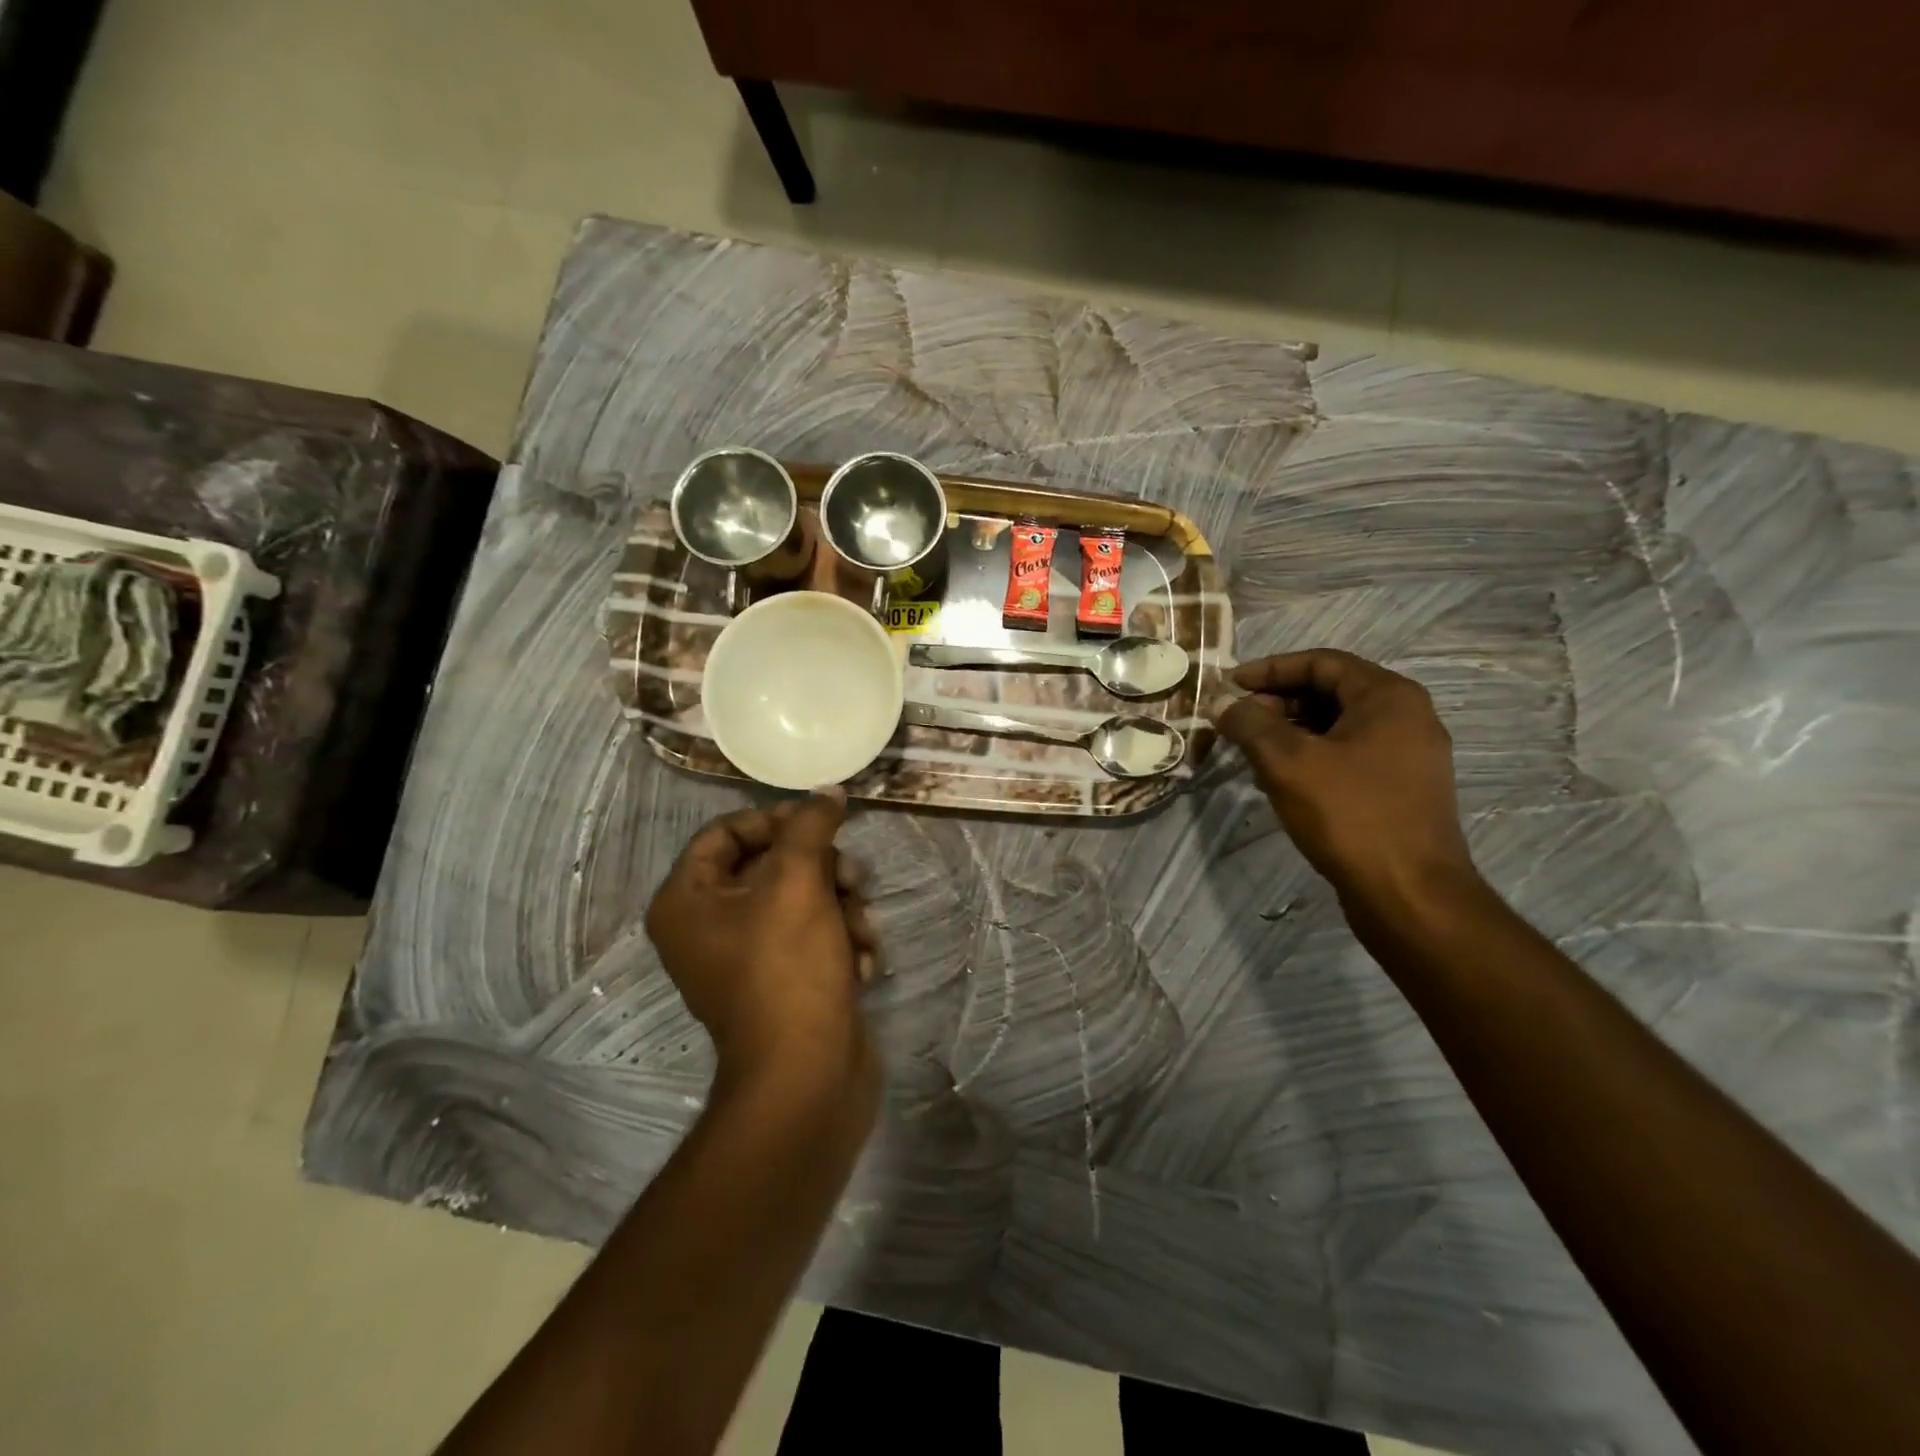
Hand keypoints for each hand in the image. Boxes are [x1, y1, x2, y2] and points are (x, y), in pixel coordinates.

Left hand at [645, 791, 881, 1092]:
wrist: (808, 1078)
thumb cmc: (788, 969)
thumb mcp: (799, 882)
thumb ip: (811, 826)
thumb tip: (828, 791)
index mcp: (687, 901)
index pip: (726, 831)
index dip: (775, 820)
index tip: (821, 823)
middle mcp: (708, 927)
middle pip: (771, 865)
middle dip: (822, 870)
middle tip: (853, 879)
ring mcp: (747, 959)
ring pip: (803, 900)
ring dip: (842, 908)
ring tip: (862, 931)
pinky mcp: (785, 982)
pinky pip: (814, 938)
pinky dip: (842, 943)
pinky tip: (862, 965)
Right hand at [1212, 651, 1476, 908]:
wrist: (1410, 894)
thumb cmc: (1350, 815)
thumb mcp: (1288, 762)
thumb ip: (1250, 724)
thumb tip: (1222, 703)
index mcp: (1389, 696)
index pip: (1321, 662)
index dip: (1269, 670)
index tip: (1229, 686)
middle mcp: (1407, 716)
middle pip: (1331, 691)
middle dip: (1278, 701)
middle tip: (1237, 721)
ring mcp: (1410, 755)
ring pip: (1339, 725)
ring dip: (1291, 730)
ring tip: (1252, 751)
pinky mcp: (1403, 788)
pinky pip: (1350, 754)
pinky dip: (1313, 755)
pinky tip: (1282, 779)